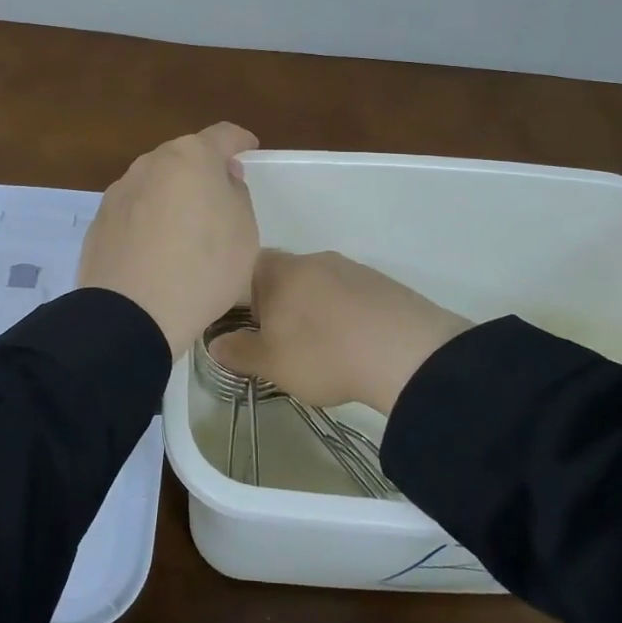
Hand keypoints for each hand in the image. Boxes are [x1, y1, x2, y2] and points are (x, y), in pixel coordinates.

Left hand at [76, 123, 260, 355]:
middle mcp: (150, 163)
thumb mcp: (244, 232)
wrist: (132, 314)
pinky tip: (156, 251)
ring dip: (172, 196)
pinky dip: (148, 221)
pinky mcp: (99, 222)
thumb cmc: (203, 268)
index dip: (239, 140)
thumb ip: (236, 195)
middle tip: (219, 197)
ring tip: (185, 230)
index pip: (222, 135)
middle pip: (184, 157)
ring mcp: (120, 191)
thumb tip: (222, 179)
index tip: (249, 148)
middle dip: (202, 171)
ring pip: (155, 184)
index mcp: (191, 157)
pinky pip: (134, 212)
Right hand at [209, 251, 469, 412]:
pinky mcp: (381, 283)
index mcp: (281, 271)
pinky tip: (352, 341)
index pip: (248, 266)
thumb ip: (239, 352)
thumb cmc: (324, 354)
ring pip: (319, 283)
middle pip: (285, 273)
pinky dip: (344, 313)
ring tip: (321, 345)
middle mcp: (314, 259)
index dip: (241, 293)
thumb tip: (216, 343)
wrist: (406, 353)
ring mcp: (351, 268)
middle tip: (280, 339)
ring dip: (314, 307)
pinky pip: (349, 294)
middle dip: (279, 302)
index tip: (246, 324)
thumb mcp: (272, 363)